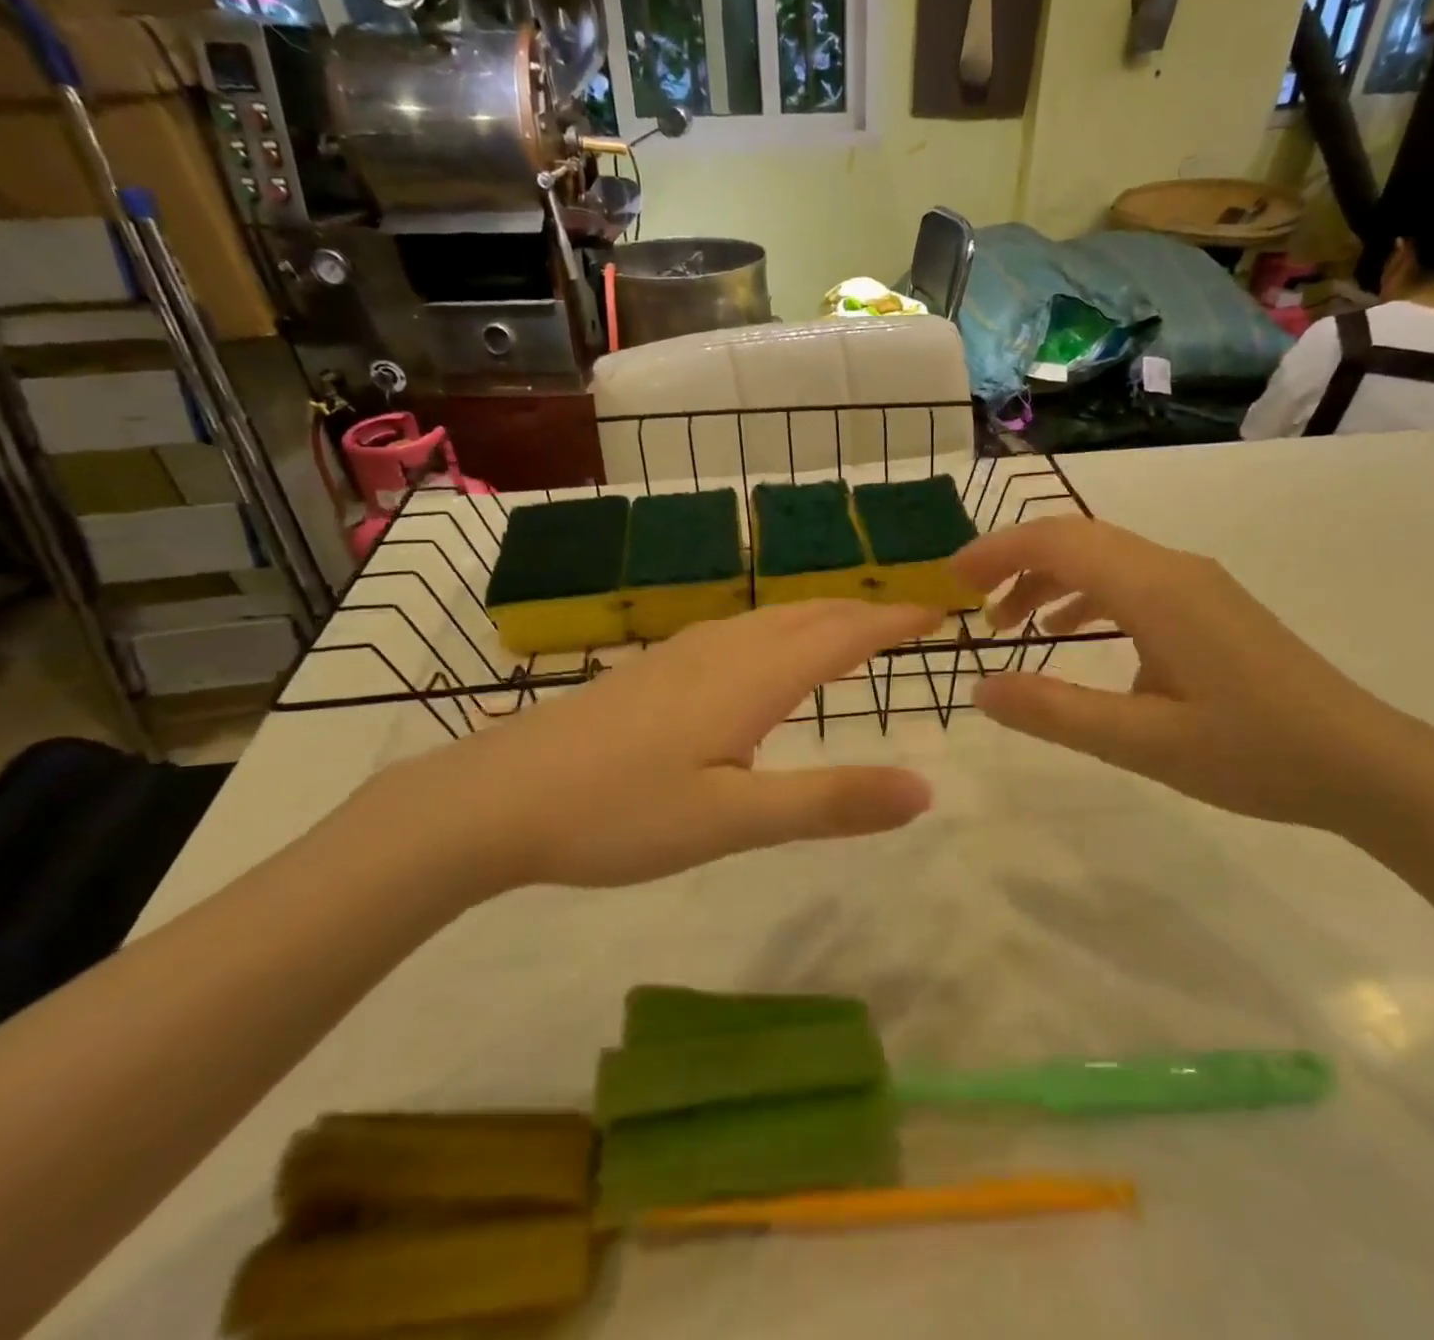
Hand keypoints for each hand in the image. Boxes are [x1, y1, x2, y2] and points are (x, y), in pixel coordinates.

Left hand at [379, 601, 939, 892]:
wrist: (495, 799)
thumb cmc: (619, 812)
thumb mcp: (733, 821)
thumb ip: (830, 803)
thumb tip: (925, 790)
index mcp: (752, 678)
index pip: (842, 634)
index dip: (894, 620)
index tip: (939, 611)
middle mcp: (722, 650)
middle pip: (808, 614)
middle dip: (864, 612)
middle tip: (906, 619)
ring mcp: (681, 655)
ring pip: (769, 618)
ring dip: (821, 617)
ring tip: (851, 631)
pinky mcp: (653, 671)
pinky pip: (738, 632)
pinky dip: (780, 630)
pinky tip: (765, 656)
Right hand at [952, 517, 1433, 830]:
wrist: (1365, 763)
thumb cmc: (1254, 753)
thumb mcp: (1142, 743)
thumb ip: (1056, 712)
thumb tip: (980, 689)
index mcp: (1156, 590)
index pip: (1058, 541)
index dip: (996, 551)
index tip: (949, 580)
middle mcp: (1174, 569)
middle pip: (1076, 539)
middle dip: (1013, 562)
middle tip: (968, 604)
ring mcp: (1196, 584)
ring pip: (1103, 558)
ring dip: (1048, 580)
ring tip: (1009, 626)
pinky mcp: (1208, 605)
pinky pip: (1130, 580)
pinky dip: (1085, 596)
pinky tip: (1070, 634)